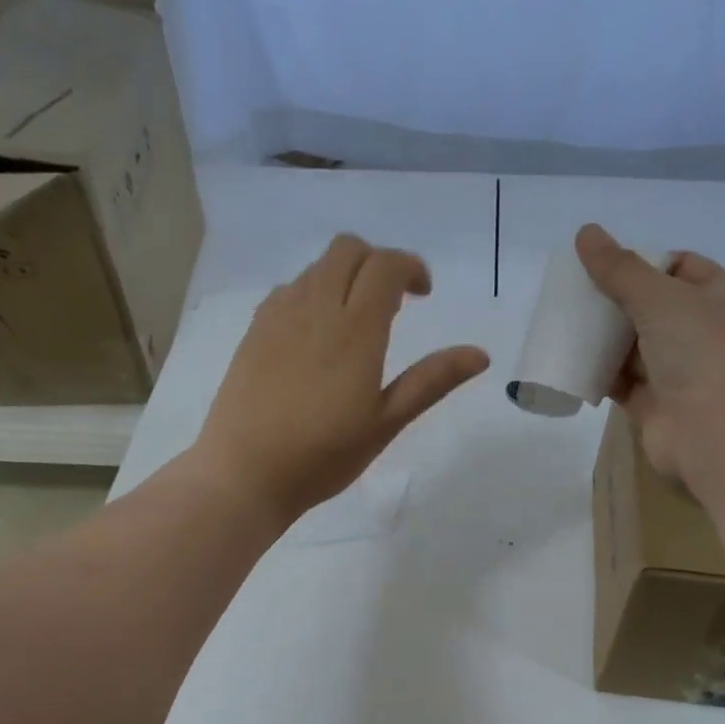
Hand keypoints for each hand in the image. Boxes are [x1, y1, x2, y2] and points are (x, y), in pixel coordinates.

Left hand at [194, 235, 489, 522]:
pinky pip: (288, 290)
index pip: (385, 266)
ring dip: (344, 276)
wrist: (244, 474)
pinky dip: (312, 293)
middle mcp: (315, 309)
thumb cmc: (323, 456)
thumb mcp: (386, 423)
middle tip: (393, 303)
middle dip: (377, 262)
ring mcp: (278, 317)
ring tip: (356, 322)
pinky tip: (315, 336)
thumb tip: (480, 354)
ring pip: (316, 268)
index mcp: (354, 330)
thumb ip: (431, 381)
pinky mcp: (253, 331)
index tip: (423, 294)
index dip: (410, 267)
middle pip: (347, 250)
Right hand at [574, 223, 724, 494]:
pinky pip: (623, 383)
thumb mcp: (661, 297)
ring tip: (564, 324)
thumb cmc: (704, 352)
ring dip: (603, 338)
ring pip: (635, 347)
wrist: (722, 435)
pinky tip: (569, 362)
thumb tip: (585, 232)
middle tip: (574, 295)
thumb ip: (620, 268)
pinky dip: (599, 373)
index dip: (643, 262)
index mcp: (723, 297)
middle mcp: (705, 333)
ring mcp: (682, 372)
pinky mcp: (657, 406)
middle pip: (652, 308)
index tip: (603, 265)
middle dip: (615, 301)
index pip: (681, 267)